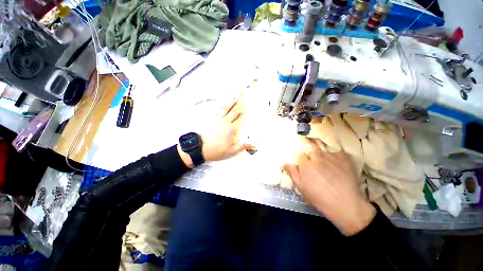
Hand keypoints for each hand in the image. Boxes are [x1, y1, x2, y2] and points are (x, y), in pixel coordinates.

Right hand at [284, 137, 375, 235]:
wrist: (346, 206)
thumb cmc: (320, 199)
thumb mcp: (302, 188)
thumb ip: (293, 173)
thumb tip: (286, 163)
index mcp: (306, 165)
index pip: (299, 155)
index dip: (300, 159)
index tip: (302, 163)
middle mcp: (317, 158)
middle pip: (310, 148)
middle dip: (309, 152)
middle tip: (312, 158)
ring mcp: (331, 157)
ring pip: (322, 148)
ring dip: (320, 151)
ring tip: (322, 157)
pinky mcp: (343, 159)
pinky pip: (335, 152)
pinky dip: (333, 155)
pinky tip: (334, 161)